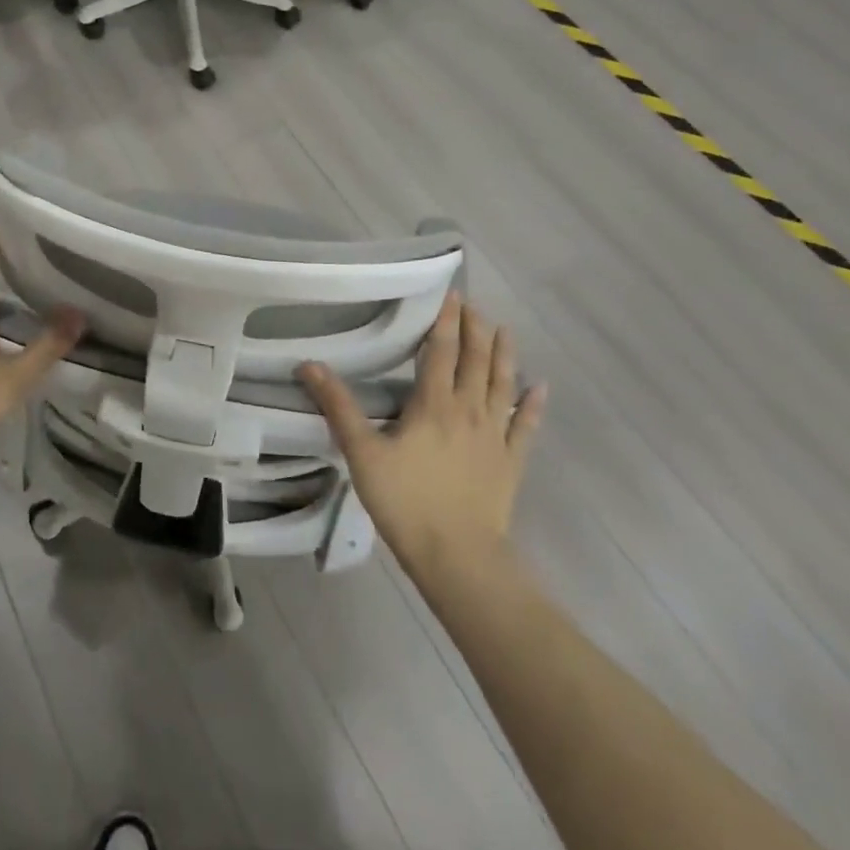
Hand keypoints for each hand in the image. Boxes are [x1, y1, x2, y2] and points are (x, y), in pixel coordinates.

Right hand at [297, 292, 545, 575]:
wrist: (459, 557)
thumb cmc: (406, 502)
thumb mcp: (362, 453)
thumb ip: (338, 406)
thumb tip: (309, 364)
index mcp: (434, 404)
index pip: (441, 350)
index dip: (445, 320)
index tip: (452, 293)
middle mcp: (469, 410)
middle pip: (475, 360)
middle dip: (475, 328)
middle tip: (473, 304)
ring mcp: (495, 436)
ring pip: (502, 385)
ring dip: (504, 354)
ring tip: (505, 328)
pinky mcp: (511, 462)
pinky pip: (526, 427)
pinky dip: (534, 405)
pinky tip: (541, 387)